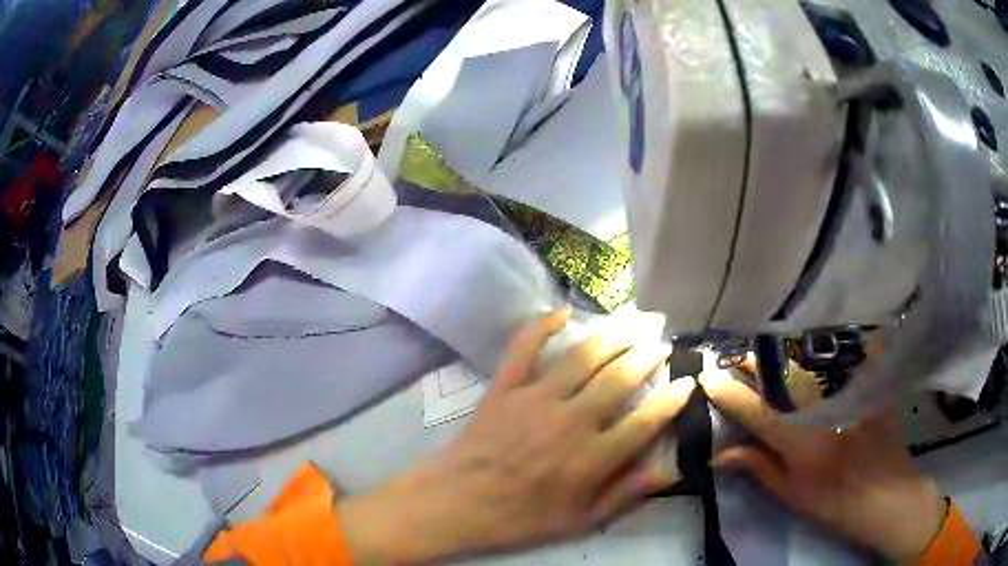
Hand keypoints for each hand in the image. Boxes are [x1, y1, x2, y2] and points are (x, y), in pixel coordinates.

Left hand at [339, 308, 695, 563]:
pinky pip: (523, 348)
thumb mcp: (577, 522)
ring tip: (634, 324)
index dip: (671, 400)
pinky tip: (561, 311)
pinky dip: (541, 325)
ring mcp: (535, 399)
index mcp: (592, 458)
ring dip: (613, 336)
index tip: (687, 381)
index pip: (645, 422)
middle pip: (619, 379)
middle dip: (647, 357)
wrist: (457, 502)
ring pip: (583, 357)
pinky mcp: (505, 388)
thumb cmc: (519, 518)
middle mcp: (571, 421)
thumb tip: (666, 473)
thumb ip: (622, 496)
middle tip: (662, 342)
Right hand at [700, 366, 946, 561]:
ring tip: (764, 346)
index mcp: (798, 441)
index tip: (708, 377)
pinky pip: (847, 351)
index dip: (728, 393)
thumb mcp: (792, 494)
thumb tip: (720, 455)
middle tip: (734, 355)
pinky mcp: (868, 382)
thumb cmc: (834, 501)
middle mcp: (820, 408)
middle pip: (781, 375)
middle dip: (752, 362)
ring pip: (809, 359)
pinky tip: (816, 337)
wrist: (885, 493)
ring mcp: (847, 391)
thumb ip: (758, 468)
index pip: (755, 410)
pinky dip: (830, 342)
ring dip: (782, 350)